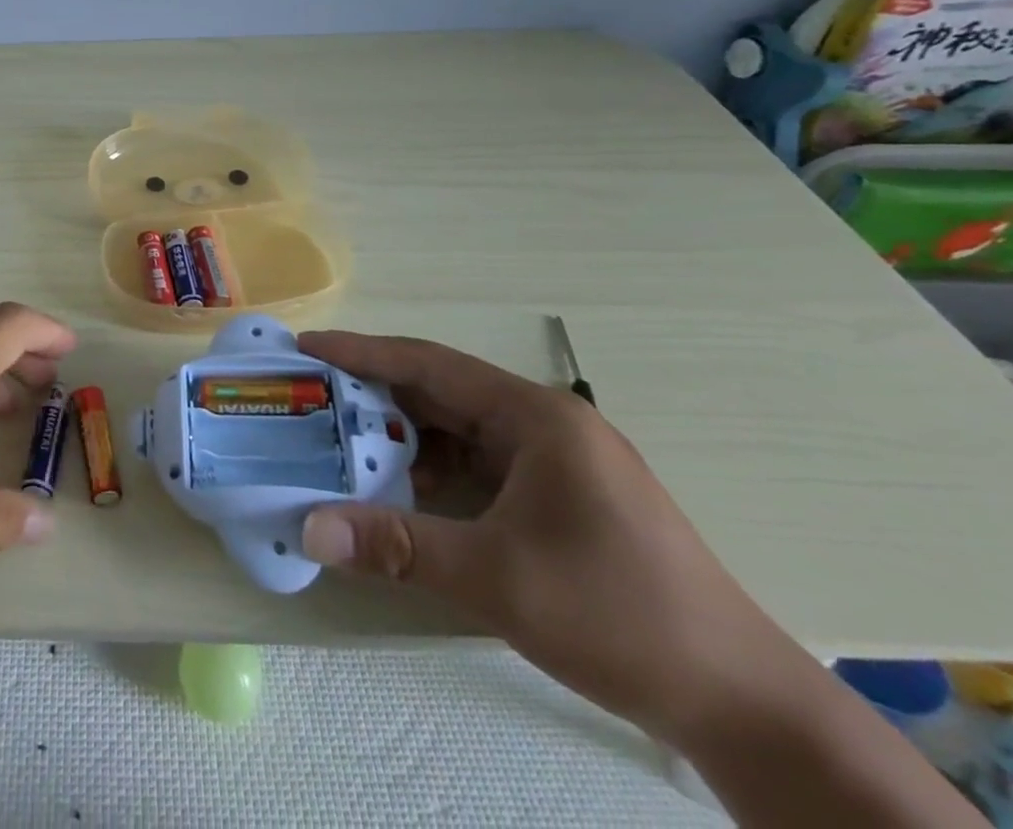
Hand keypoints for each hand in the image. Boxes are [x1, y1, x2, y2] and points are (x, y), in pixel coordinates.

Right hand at [296, 331, 803, 741]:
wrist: (745, 705)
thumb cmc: (619, 616)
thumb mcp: (496, 578)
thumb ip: (396, 546)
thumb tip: (308, 529)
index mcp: (535, 417)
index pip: (430, 363)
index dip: (362, 353)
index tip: (306, 346)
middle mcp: (545, 423)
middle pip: (441, 391)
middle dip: (375, 395)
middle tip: (313, 398)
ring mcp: (557, 459)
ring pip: (459, 428)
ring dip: (404, 436)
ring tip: (345, 445)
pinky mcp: (562, 494)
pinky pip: (480, 461)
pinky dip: (435, 469)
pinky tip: (406, 492)